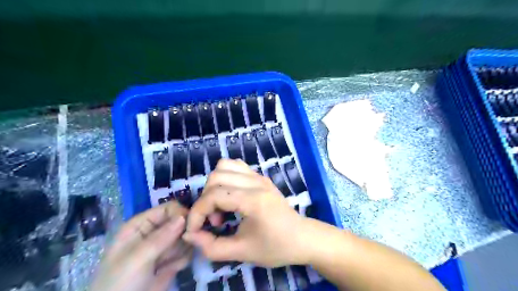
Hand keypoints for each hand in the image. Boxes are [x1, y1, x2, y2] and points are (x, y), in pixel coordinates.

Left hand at [90, 201, 192, 290]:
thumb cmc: (120, 284)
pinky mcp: (172, 259)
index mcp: (141, 224)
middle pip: (180, 221)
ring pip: (186, 236)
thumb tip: (184, 216)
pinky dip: (184, 259)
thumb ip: (161, 237)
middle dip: (184, 233)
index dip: (181, 214)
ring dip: (184, 248)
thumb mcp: (137, 259)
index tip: (191, 226)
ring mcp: (164, 246)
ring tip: (170, 263)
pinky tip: (172, 269)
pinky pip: (187, 251)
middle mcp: (154, 231)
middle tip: (183, 246)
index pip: (168, 208)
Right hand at [183, 160, 308, 266]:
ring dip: (214, 185)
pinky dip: (226, 177)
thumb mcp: (242, 252)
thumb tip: (189, 235)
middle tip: (216, 221)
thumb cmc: (275, 246)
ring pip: (225, 166)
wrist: (301, 237)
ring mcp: (259, 176)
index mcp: (254, 200)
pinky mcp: (260, 176)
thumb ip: (212, 247)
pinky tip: (230, 195)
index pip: (214, 195)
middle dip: (206, 200)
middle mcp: (256, 182)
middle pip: (216, 177)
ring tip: (221, 206)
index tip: (194, 231)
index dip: (197, 213)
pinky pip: (236, 166)